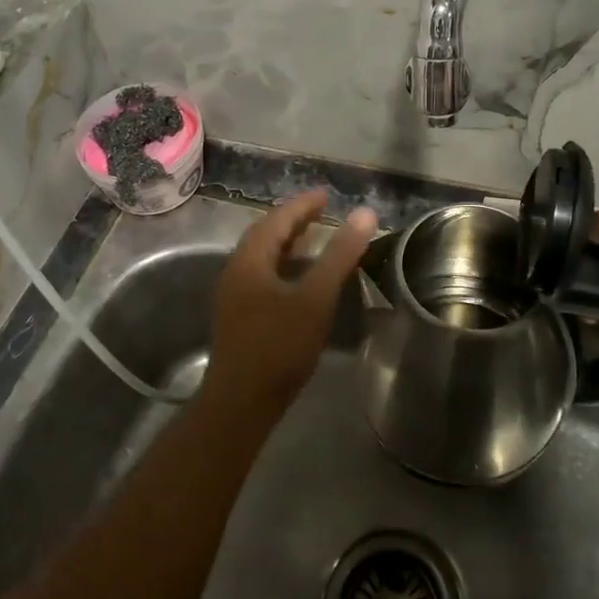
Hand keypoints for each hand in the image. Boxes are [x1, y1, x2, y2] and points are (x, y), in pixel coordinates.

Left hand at [204, 190, 377, 415]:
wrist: (241, 403)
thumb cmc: (279, 345)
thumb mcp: (315, 297)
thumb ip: (339, 254)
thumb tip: (364, 214)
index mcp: (250, 259)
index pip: (277, 219)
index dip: (303, 204)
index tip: (326, 195)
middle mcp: (235, 271)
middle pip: (265, 234)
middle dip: (293, 220)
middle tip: (321, 212)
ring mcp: (233, 295)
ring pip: (262, 257)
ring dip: (287, 243)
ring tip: (314, 239)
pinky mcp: (238, 316)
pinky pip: (262, 275)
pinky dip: (283, 264)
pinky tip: (300, 279)